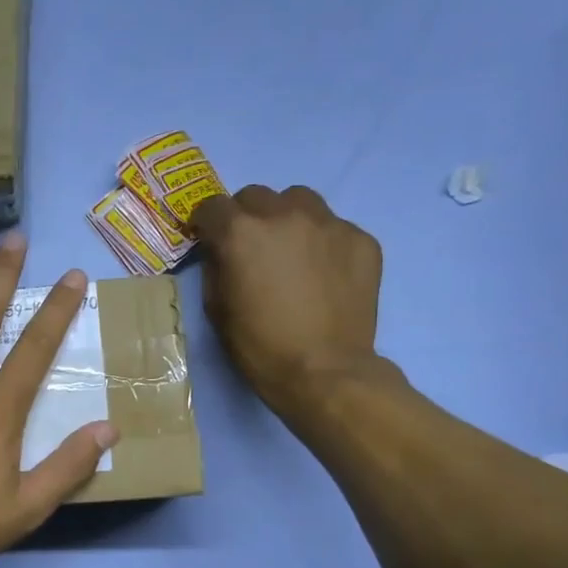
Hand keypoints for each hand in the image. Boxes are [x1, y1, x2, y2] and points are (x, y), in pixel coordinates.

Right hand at [193, 184, 392, 419]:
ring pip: (299, 200)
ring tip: (291, 249)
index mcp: (241, 233)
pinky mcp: (361, 239)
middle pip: (256, 195)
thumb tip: (221, 251)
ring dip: (286, 217)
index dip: (206, 222)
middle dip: (246, 216)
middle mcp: (284, 216)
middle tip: (250, 246)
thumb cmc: (259, 346)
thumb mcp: (217, 308)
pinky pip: (334, 227)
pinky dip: (322, 241)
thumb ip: (215, 267)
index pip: (212, 206)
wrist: (325, 372)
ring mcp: (328, 224)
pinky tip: (324, 272)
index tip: (208, 237)